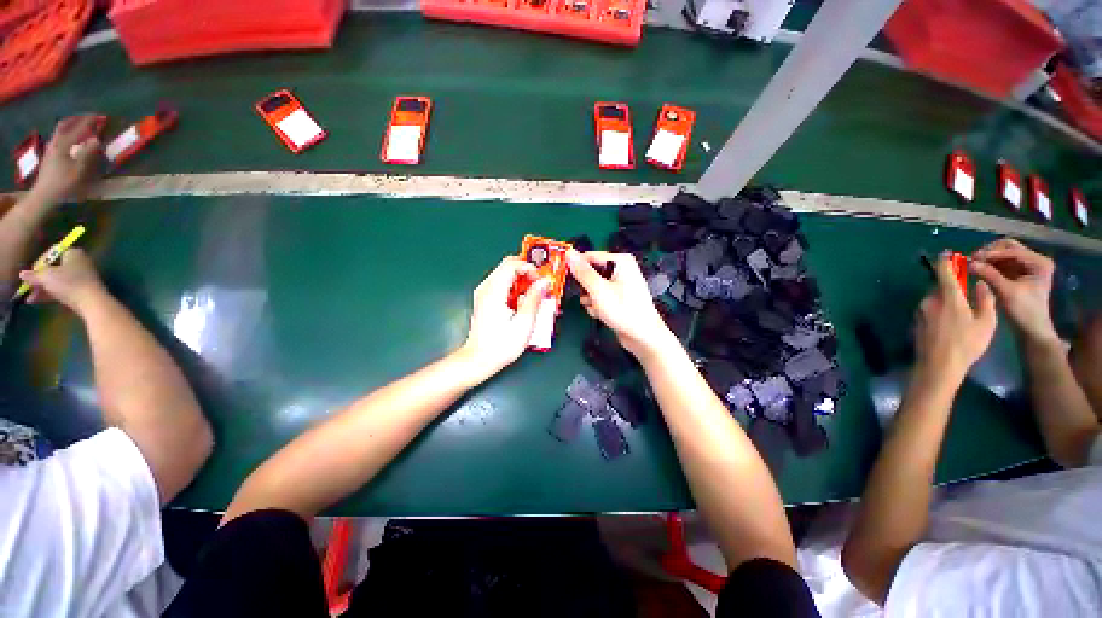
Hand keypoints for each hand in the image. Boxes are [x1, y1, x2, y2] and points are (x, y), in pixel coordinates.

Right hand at [18, 249, 106, 313]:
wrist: (91, 301)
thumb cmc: (68, 283)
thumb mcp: (47, 277)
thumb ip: (34, 276)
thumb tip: (22, 274)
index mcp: (73, 253)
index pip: (52, 252)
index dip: (40, 261)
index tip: (33, 271)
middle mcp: (78, 262)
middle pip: (54, 268)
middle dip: (39, 278)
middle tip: (27, 287)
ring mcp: (81, 277)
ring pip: (56, 281)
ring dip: (41, 288)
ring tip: (29, 298)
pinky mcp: (80, 290)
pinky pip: (62, 290)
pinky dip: (49, 294)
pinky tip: (35, 301)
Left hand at [30, 115, 102, 205]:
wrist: (44, 196)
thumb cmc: (63, 183)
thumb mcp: (78, 170)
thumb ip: (87, 153)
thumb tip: (97, 140)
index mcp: (63, 144)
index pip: (77, 128)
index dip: (88, 121)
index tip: (99, 116)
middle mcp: (55, 143)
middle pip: (64, 126)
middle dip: (76, 120)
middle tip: (86, 117)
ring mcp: (50, 150)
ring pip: (60, 132)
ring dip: (70, 127)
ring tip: (79, 126)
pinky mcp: (49, 156)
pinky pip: (58, 140)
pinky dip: (65, 136)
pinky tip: (69, 140)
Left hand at [460, 256, 549, 375]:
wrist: (479, 360)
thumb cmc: (500, 346)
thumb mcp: (524, 324)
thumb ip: (534, 299)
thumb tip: (544, 283)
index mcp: (494, 292)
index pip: (512, 265)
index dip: (530, 268)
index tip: (541, 280)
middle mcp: (486, 288)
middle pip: (508, 266)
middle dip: (528, 273)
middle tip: (541, 286)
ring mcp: (484, 293)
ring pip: (505, 274)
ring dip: (522, 281)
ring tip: (535, 295)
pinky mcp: (485, 300)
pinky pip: (502, 284)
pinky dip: (515, 288)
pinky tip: (524, 302)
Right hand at [566, 250, 673, 357]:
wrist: (642, 337)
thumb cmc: (623, 310)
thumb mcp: (599, 290)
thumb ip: (582, 272)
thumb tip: (568, 253)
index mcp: (620, 261)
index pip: (589, 257)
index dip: (576, 267)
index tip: (564, 278)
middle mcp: (620, 269)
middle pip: (590, 272)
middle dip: (585, 288)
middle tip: (587, 297)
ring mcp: (619, 284)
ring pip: (592, 287)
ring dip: (590, 299)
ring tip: (596, 308)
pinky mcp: (617, 297)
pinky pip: (599, 296)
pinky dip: (596, 305)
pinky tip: (601, 313)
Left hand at [914, 253, 996, 379]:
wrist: (938, 365)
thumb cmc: (967, 344)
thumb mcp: (986, 322)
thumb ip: (985, 299)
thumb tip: (980, 284)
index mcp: (948, 297)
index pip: (943, 271)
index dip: (946, 260)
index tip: (948, 253)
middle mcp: (930, 300)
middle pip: (939, 285)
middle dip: (951, 284)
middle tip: (965, 288)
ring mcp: (920, 311)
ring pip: (934, 297)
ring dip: (945, 298)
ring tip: (960, 309)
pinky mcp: (916, 321)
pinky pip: (929, 308)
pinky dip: (939, 308)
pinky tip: (949, 321)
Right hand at [970, 238, 1058, 345]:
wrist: (1032, 330)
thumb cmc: (1024, 311)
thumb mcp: (1007, 292)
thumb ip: (989, 275)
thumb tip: (969, 263)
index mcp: (1038, 262)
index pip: (1012, 251)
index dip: (992, 254)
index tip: (971, 258)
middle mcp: (1034, 261)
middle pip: (1009, 248)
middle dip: (990, 252)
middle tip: (972, 259)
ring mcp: (1027, 267)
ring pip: (1004, 254)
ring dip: (989, 258)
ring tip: (973, 264)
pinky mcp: (1019, 274)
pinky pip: (1002, 264)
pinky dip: (990, 265)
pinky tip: (979, 269)